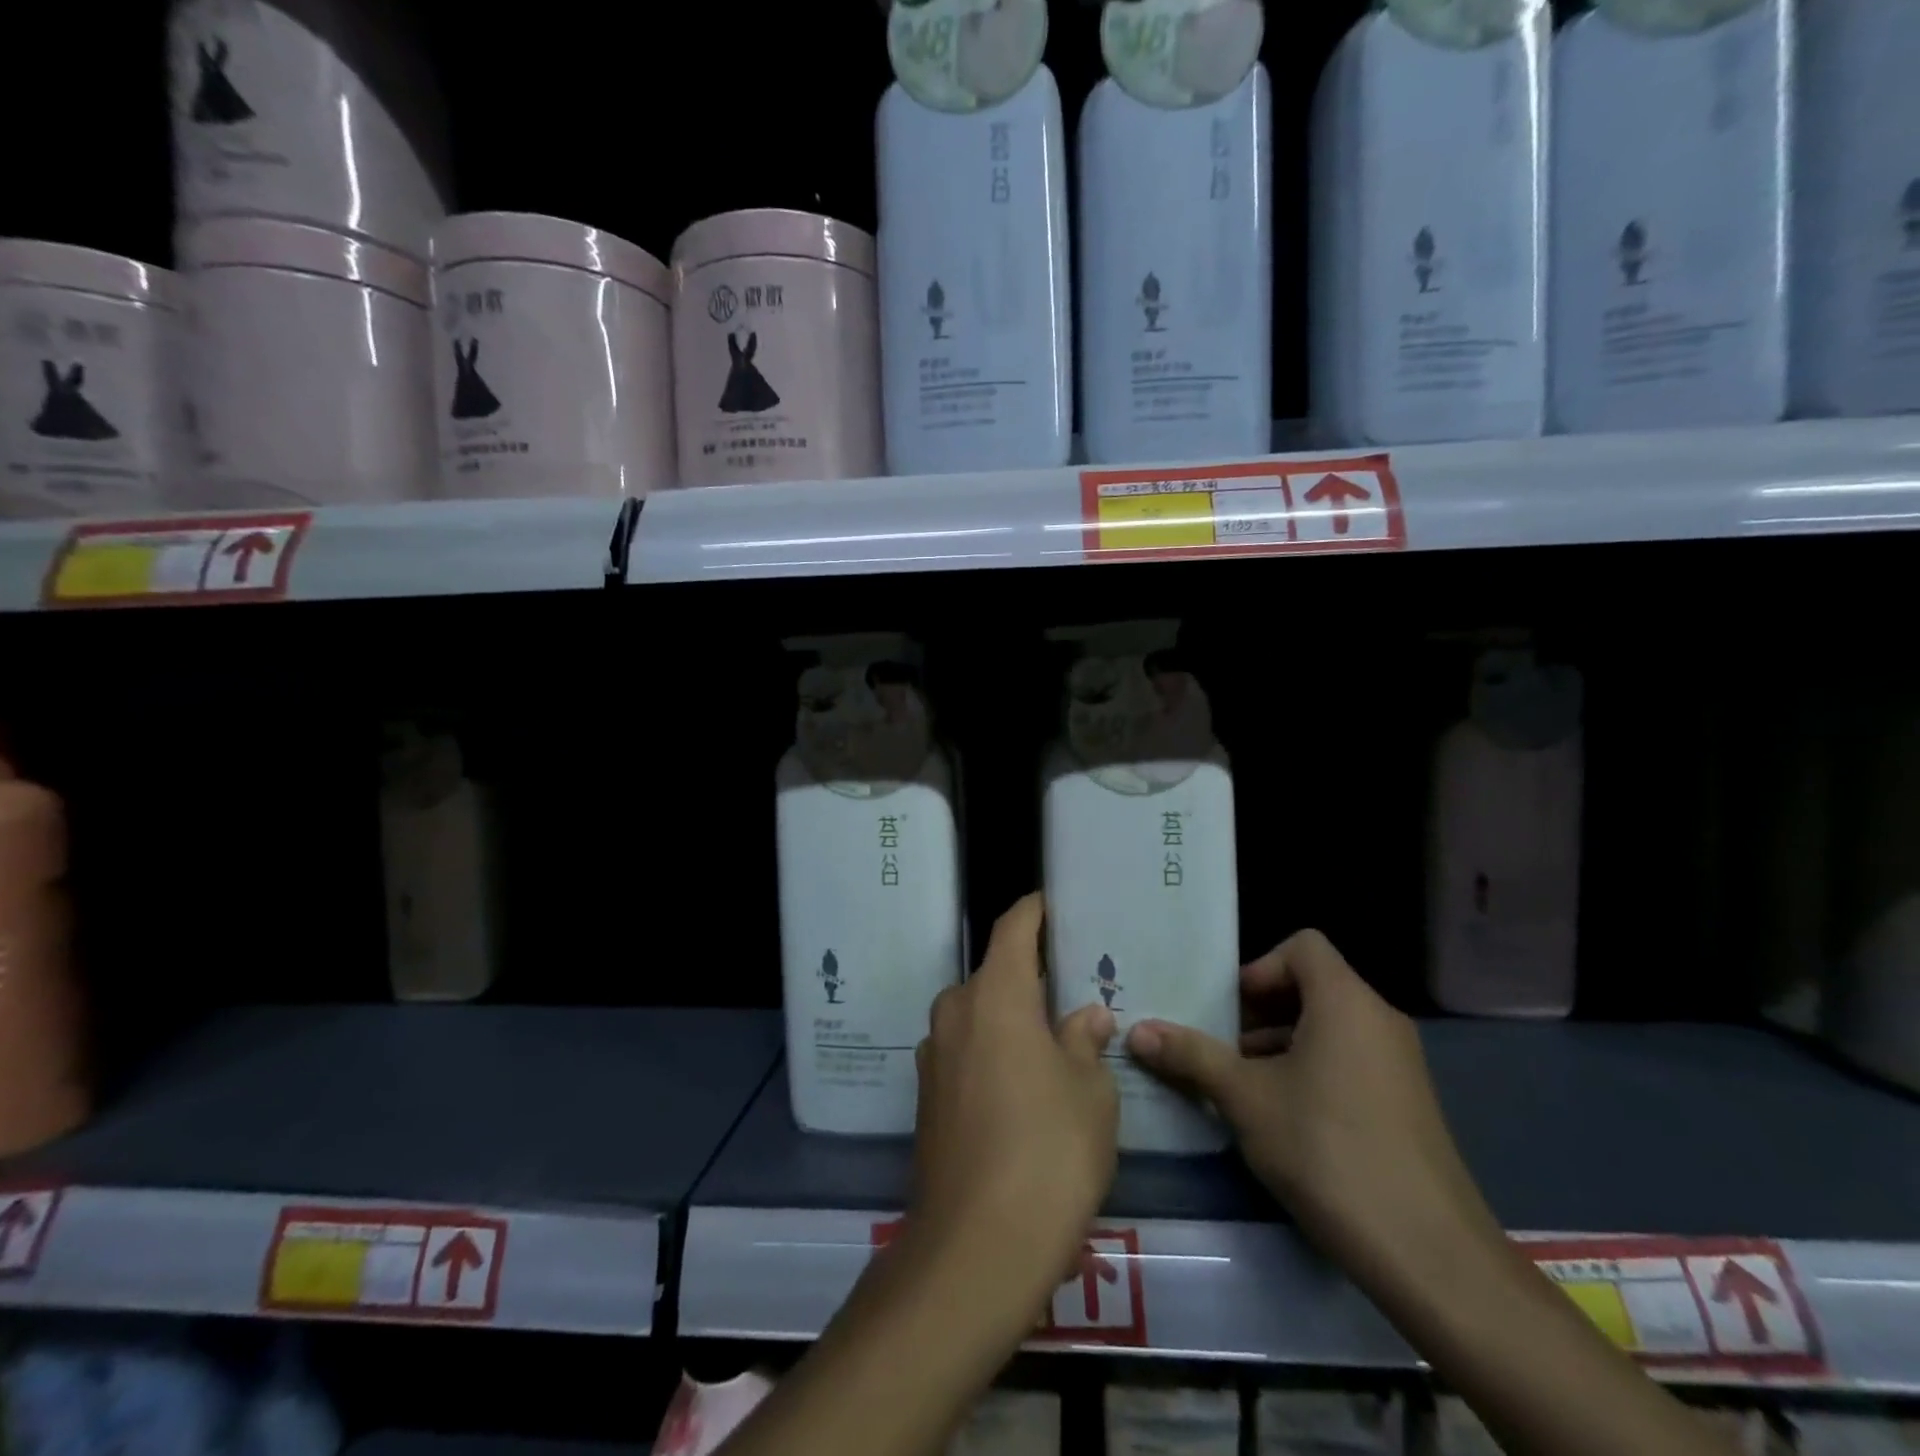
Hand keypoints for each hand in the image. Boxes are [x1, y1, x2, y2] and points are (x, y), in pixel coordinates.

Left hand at [909, 893, 1119, 1307]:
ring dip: (1009, 1020)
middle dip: (1027, 978)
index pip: (1012, 929)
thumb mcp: (1089, 1093)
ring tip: (1050, 1041)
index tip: (1052, 903)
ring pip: (978, 1017)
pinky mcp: (925, 1098)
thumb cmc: (1048, 1152)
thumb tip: (1085, 1016)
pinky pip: (965, 1053)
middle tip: (1068, 989)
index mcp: (995, 995)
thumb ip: (1084, 1043)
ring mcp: (933, 1056)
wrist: (975, 1247)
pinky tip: (1021, 1088)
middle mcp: (955, 1012)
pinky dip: (992, 1054)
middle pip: (993, 976)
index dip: (1033, 911)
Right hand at [1125, 931, 1502, 1297]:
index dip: (1259, 968)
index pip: (1302, 946)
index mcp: (1345, 1002)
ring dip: (1280, 1046)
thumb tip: (1135, 1030)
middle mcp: (1378, 1020)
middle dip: (1259, 1012)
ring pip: (1328, 1029)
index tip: (1230, 1011)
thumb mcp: (1245, 1098)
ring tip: (1241, 1089)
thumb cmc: (1327, 1150)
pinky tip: (1282, 1123)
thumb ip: (1191, 1055)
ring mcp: (1399, 1065)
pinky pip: (1348, 1063)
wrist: (1429, 1255)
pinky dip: (1311, 1073)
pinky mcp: (1406, 1105)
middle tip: (1220, 1049)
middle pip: (1312, 987)